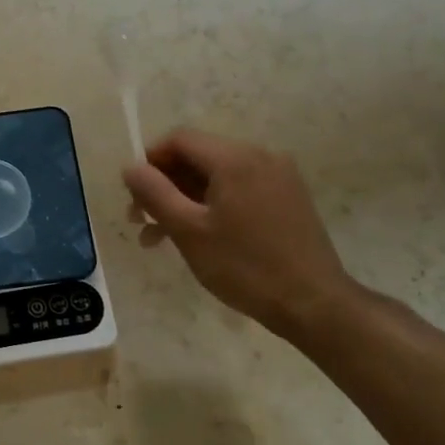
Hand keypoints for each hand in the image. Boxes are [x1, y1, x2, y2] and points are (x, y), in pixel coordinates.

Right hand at [123, 129, 358, 337]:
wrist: (314, 304)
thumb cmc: (244, 266)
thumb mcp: (188, 230)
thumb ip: (154, 193)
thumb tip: (130, 167)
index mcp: (235, 159)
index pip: (180, 139)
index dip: (150, 160)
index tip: (133, 195)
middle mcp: (260, 157)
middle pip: (198, 156)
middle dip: (165, 184)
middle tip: (140, 220)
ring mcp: (278, 177)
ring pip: (217, 176)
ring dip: (185, 199)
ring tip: (160, 237)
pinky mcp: (288, 198)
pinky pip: (239, 189)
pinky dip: (212, 205)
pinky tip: (198, 236)